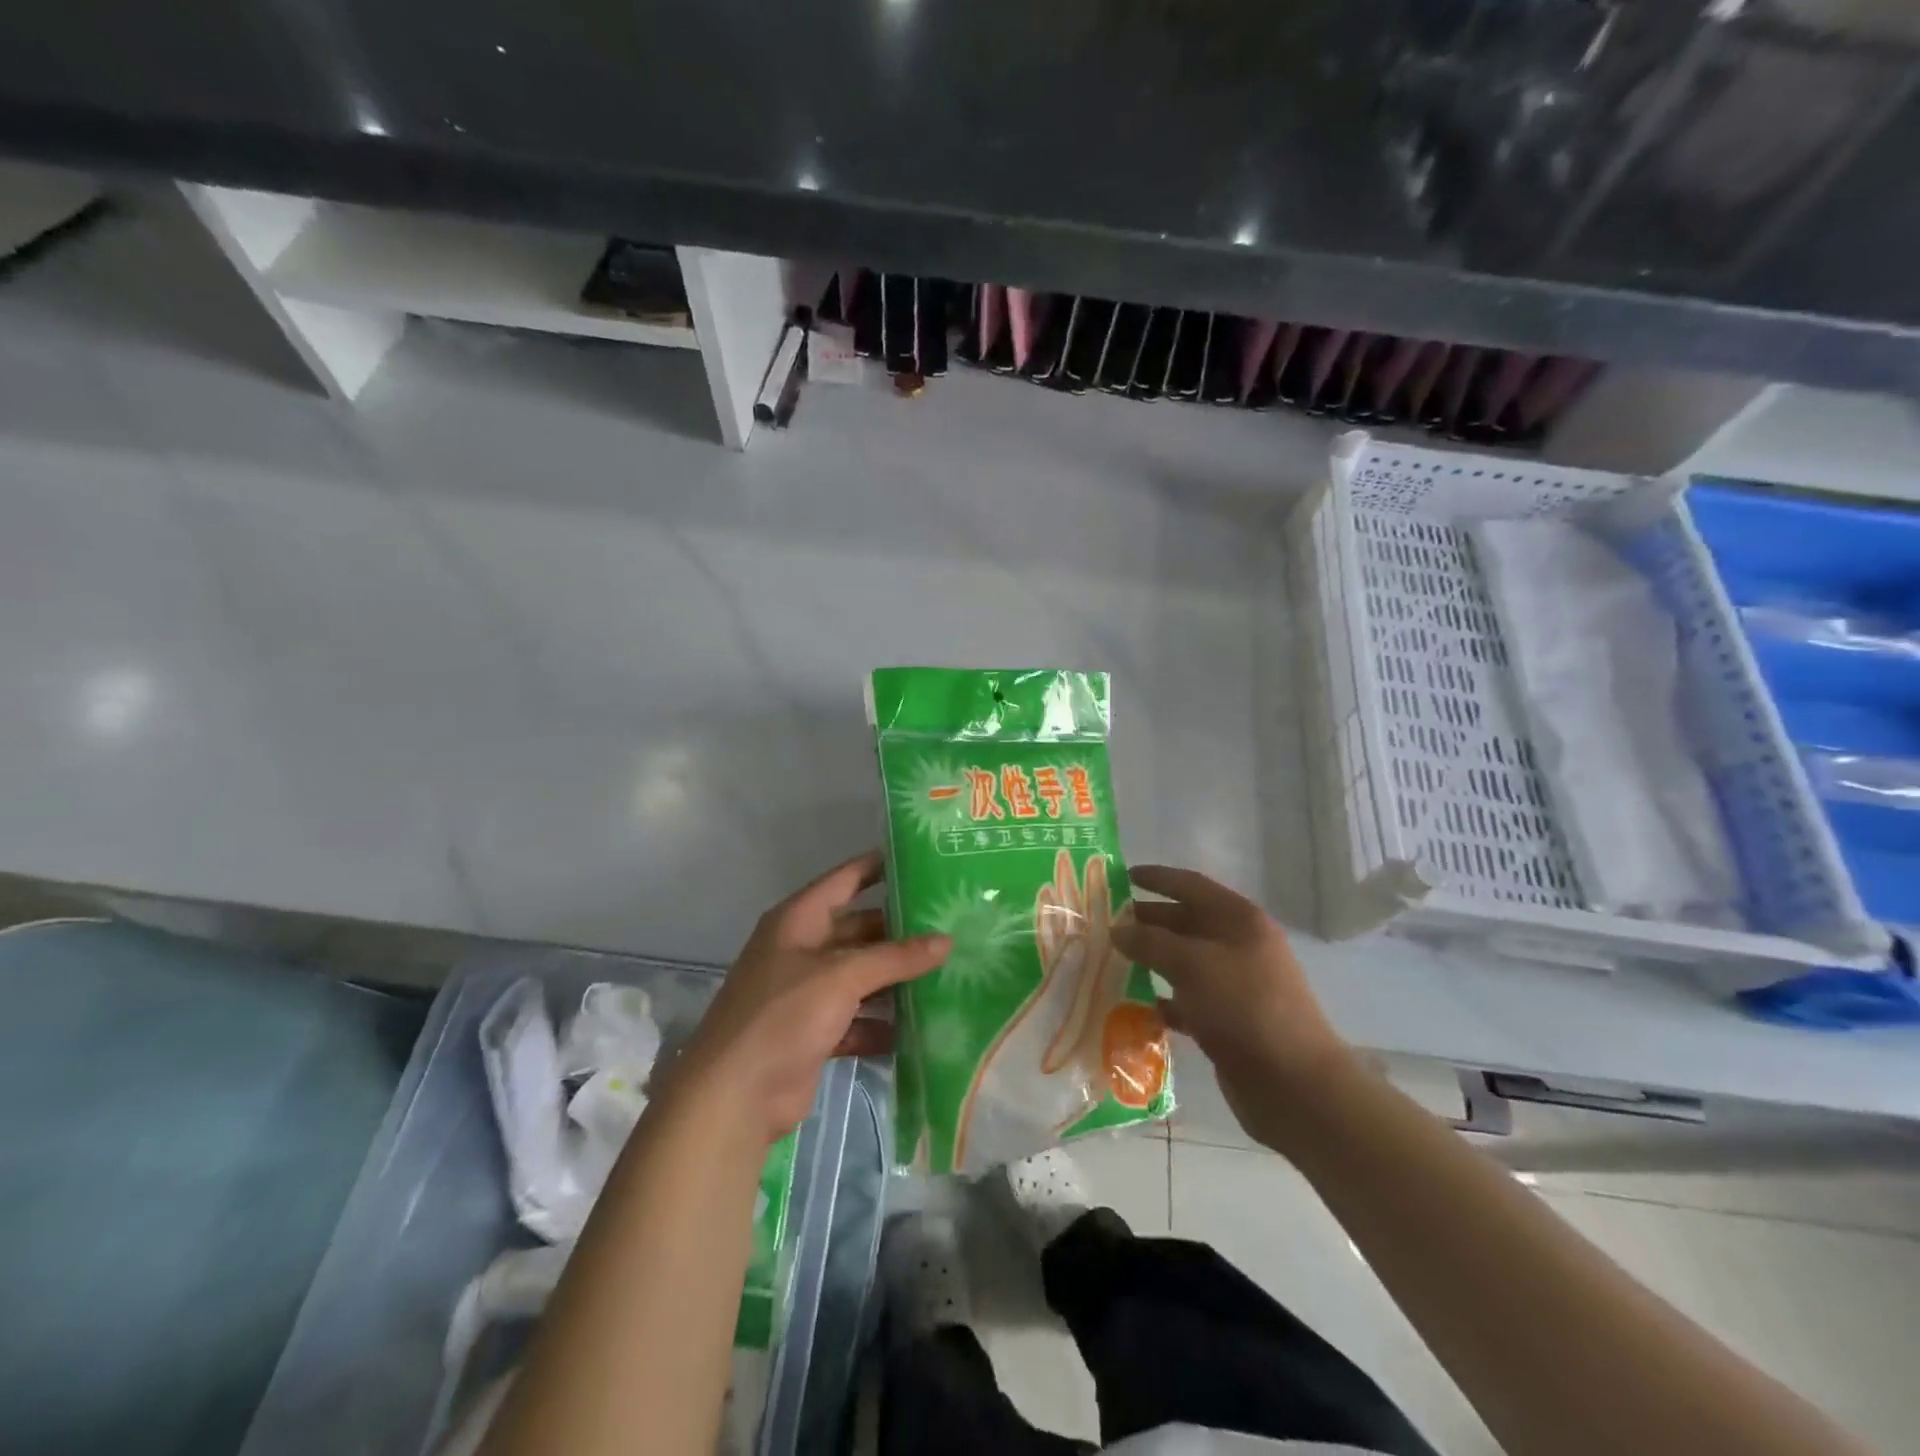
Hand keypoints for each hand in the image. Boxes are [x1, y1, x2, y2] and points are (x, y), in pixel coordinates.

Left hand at [671, 851, 948, 1142]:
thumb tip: (946, 940)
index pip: (844, 880)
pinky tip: (921, 1027)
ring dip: (896, 979)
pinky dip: (882, 1023)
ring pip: (861, 976)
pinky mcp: (814, 1033)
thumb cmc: (784, 1016)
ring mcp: (807, 993)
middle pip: (858, 929)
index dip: (878, 867)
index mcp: (798, 920)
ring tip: (947, 973)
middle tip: (950, 925)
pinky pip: (857, 1018)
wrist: (735, 1096)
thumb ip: (895, 957)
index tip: (922, 860)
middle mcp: (801, 950)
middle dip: (899, 931)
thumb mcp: (842, 976)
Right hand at [1111, 865, 1349, 1148]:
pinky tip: (1128, 1003)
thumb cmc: (1245, 1009)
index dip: (1157, 878)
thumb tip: (1117, 929)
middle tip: (1102, 923)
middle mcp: (1238, 945)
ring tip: (1108, 959)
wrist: (1293, 1086)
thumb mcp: (1194, 965)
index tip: (1120, 876)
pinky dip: (1159, 998)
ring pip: (1181, 962)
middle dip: (1145, 920)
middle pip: (1184, 922)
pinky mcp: (1225, 1020)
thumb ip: (1151, 942)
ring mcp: (1234, 985)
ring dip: (1148, 959)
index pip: (1191, 885)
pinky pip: (1184, 1000)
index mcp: (1239, 920)